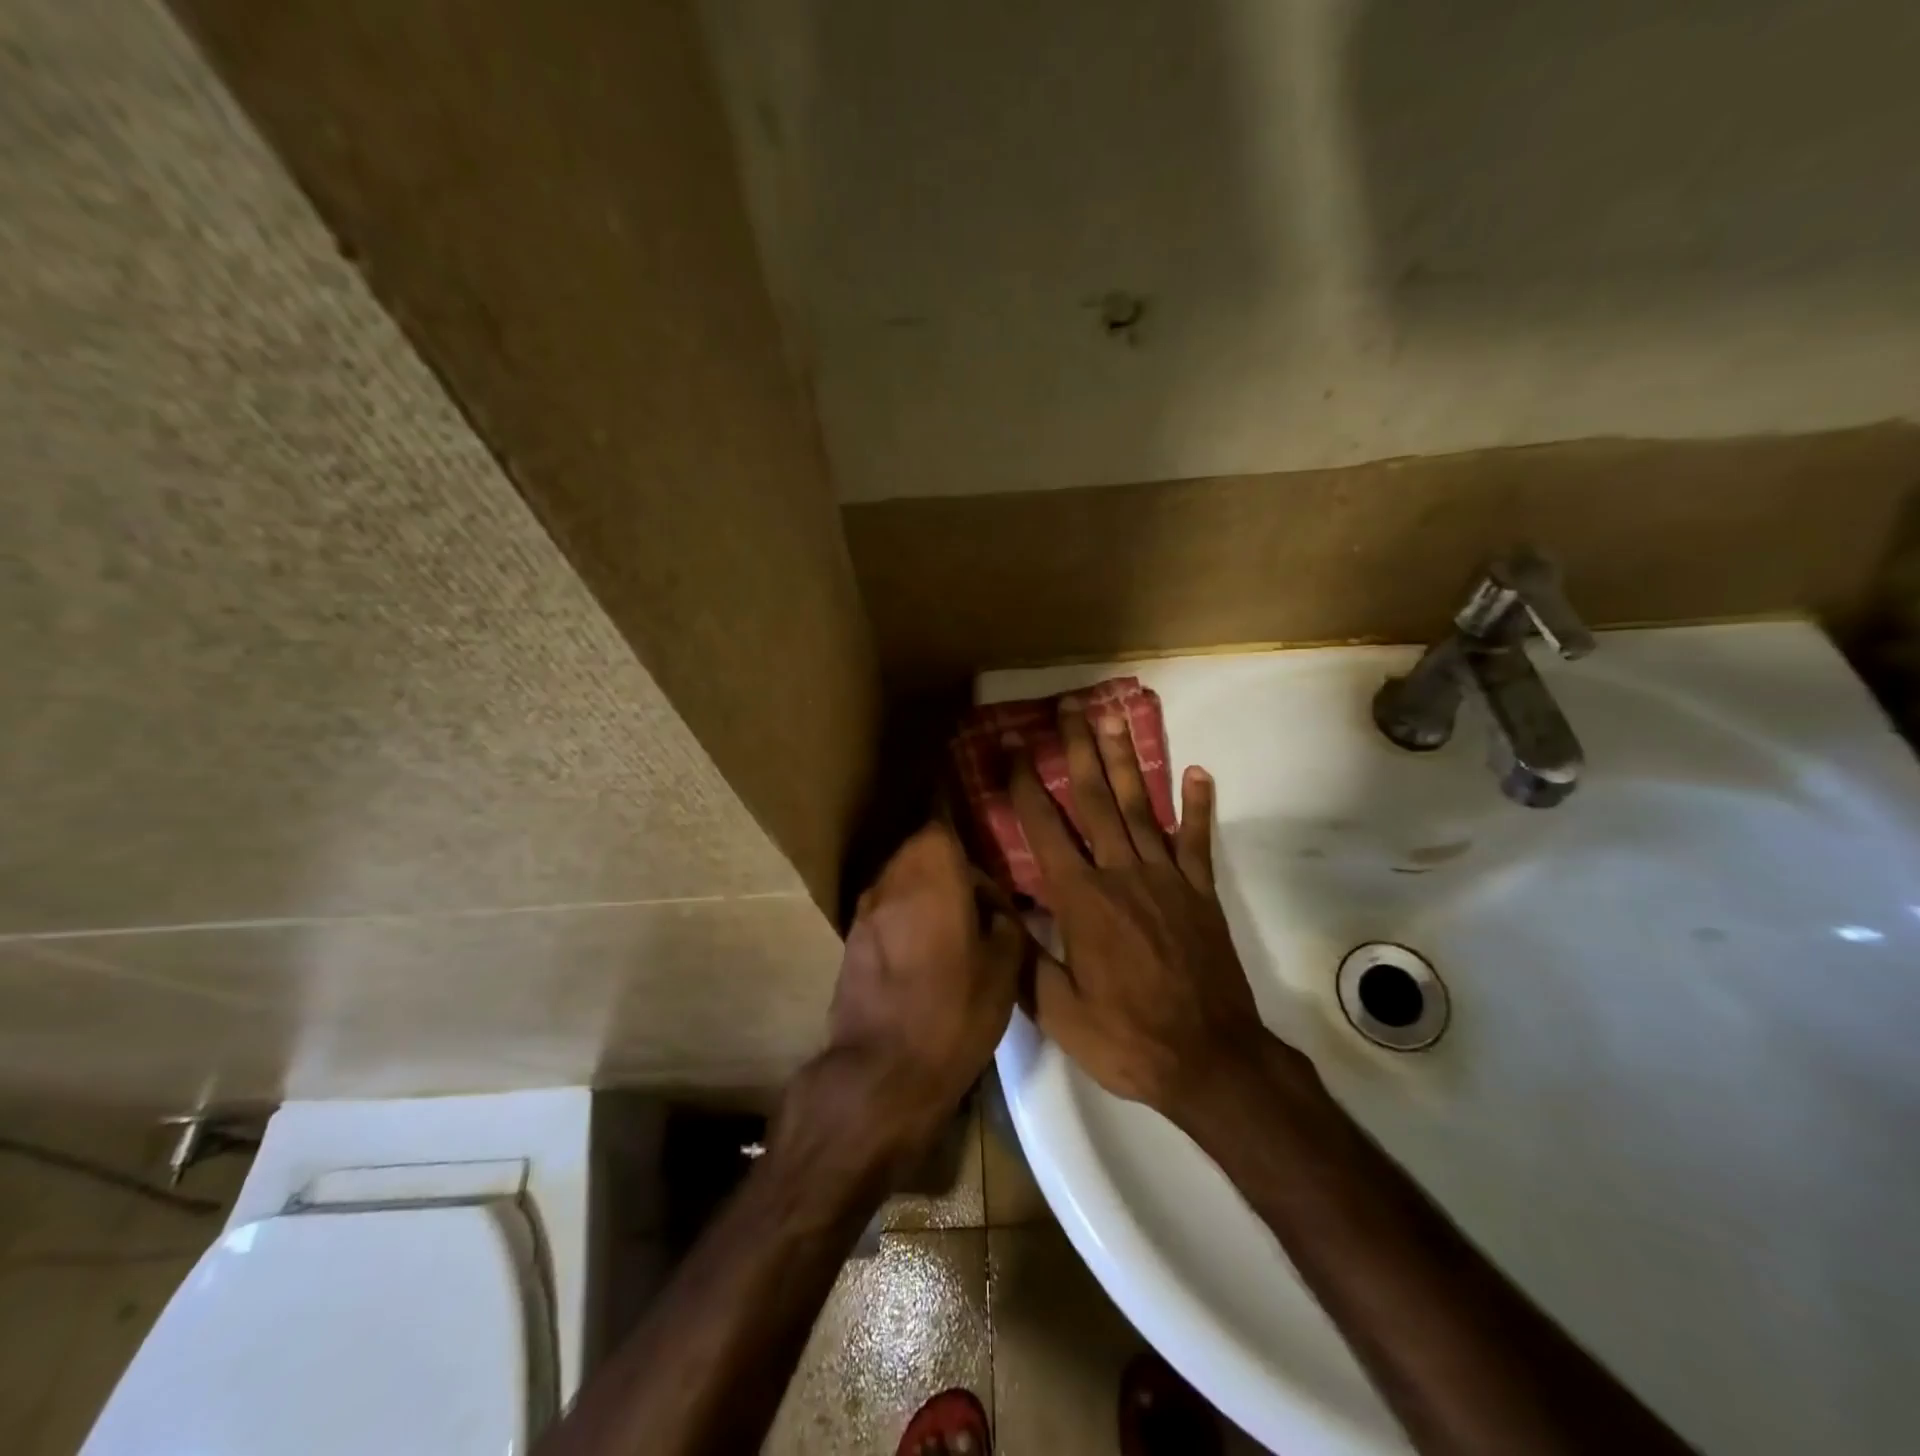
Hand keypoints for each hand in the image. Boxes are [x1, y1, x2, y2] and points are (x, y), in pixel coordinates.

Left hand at [794, 822, 1025, 1163]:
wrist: (882, 1072)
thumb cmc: (954, 1012)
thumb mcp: (1004, 968)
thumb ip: (1003, 922)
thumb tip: (994, 908)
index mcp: (932, 872)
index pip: (942, 821)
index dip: (964, 829)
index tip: (985, 844)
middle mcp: (892, 878)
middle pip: (919, 848)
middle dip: (948, 862)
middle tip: (977, 893)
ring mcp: (865, 908)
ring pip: (900, 877)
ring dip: (924, 888)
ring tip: (953, 921)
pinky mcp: (850, 938)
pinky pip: (885, 908)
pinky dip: (905, 914)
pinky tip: (924, 948)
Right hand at [1009, 702, 1278, 1121]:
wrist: (1211, 1061)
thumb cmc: (1126, 1038)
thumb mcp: (1057, 1010)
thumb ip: (1022, 953)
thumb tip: (990, 904)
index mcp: (1082, 901)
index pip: (1045, 829)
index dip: (1026, 784)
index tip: (1013, 746)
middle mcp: (1122, 875)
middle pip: (1095, 800)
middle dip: (1078, 750)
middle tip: (1069, 707)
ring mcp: (1167, 879)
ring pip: (1140, 808)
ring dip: (1126, 761)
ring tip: (1113, 719)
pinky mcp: (1200, 893)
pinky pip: (1197, 840)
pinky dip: (1197, 805)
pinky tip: (1197, 772)